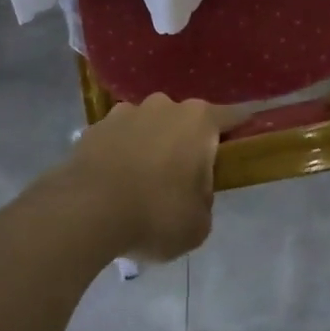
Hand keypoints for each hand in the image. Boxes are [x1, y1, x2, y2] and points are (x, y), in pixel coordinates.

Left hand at [64, 96, 227, 261]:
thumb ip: (204, 202)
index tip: (244, 144)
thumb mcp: (198, 225)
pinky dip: (121, 155)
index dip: (241, 129)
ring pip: (150, 127)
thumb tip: (191, 194)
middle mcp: (165, 105)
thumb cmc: (155, 214)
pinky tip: (114, 185)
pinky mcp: (95, 127)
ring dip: (151, 147)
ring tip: (141, 186)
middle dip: (187, 145)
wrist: (85, 211)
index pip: (233, 116)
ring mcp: (126, 112)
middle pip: (187, 121)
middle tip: (183, 182)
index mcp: (199, 121)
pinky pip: (119, 139)